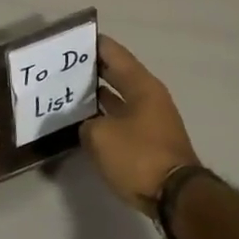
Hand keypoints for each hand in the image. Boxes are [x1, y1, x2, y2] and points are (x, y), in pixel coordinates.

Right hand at [81, 35, 202, 214]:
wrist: (176, 198)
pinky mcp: (150, 141)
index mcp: (141, 85)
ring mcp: (152, 119)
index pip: (113, 52)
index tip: (68, 40)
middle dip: (91, 69)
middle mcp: (149, 96)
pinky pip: (122, 118)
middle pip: (117, 73)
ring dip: (97, 95)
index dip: (91, 44)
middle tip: (62, 66)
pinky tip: (85, 121)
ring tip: (68, 92)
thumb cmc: (138, 156)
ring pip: (119, 97)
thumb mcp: (99, 136)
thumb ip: (86, 123)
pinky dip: (105, 116)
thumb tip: (88, 125)